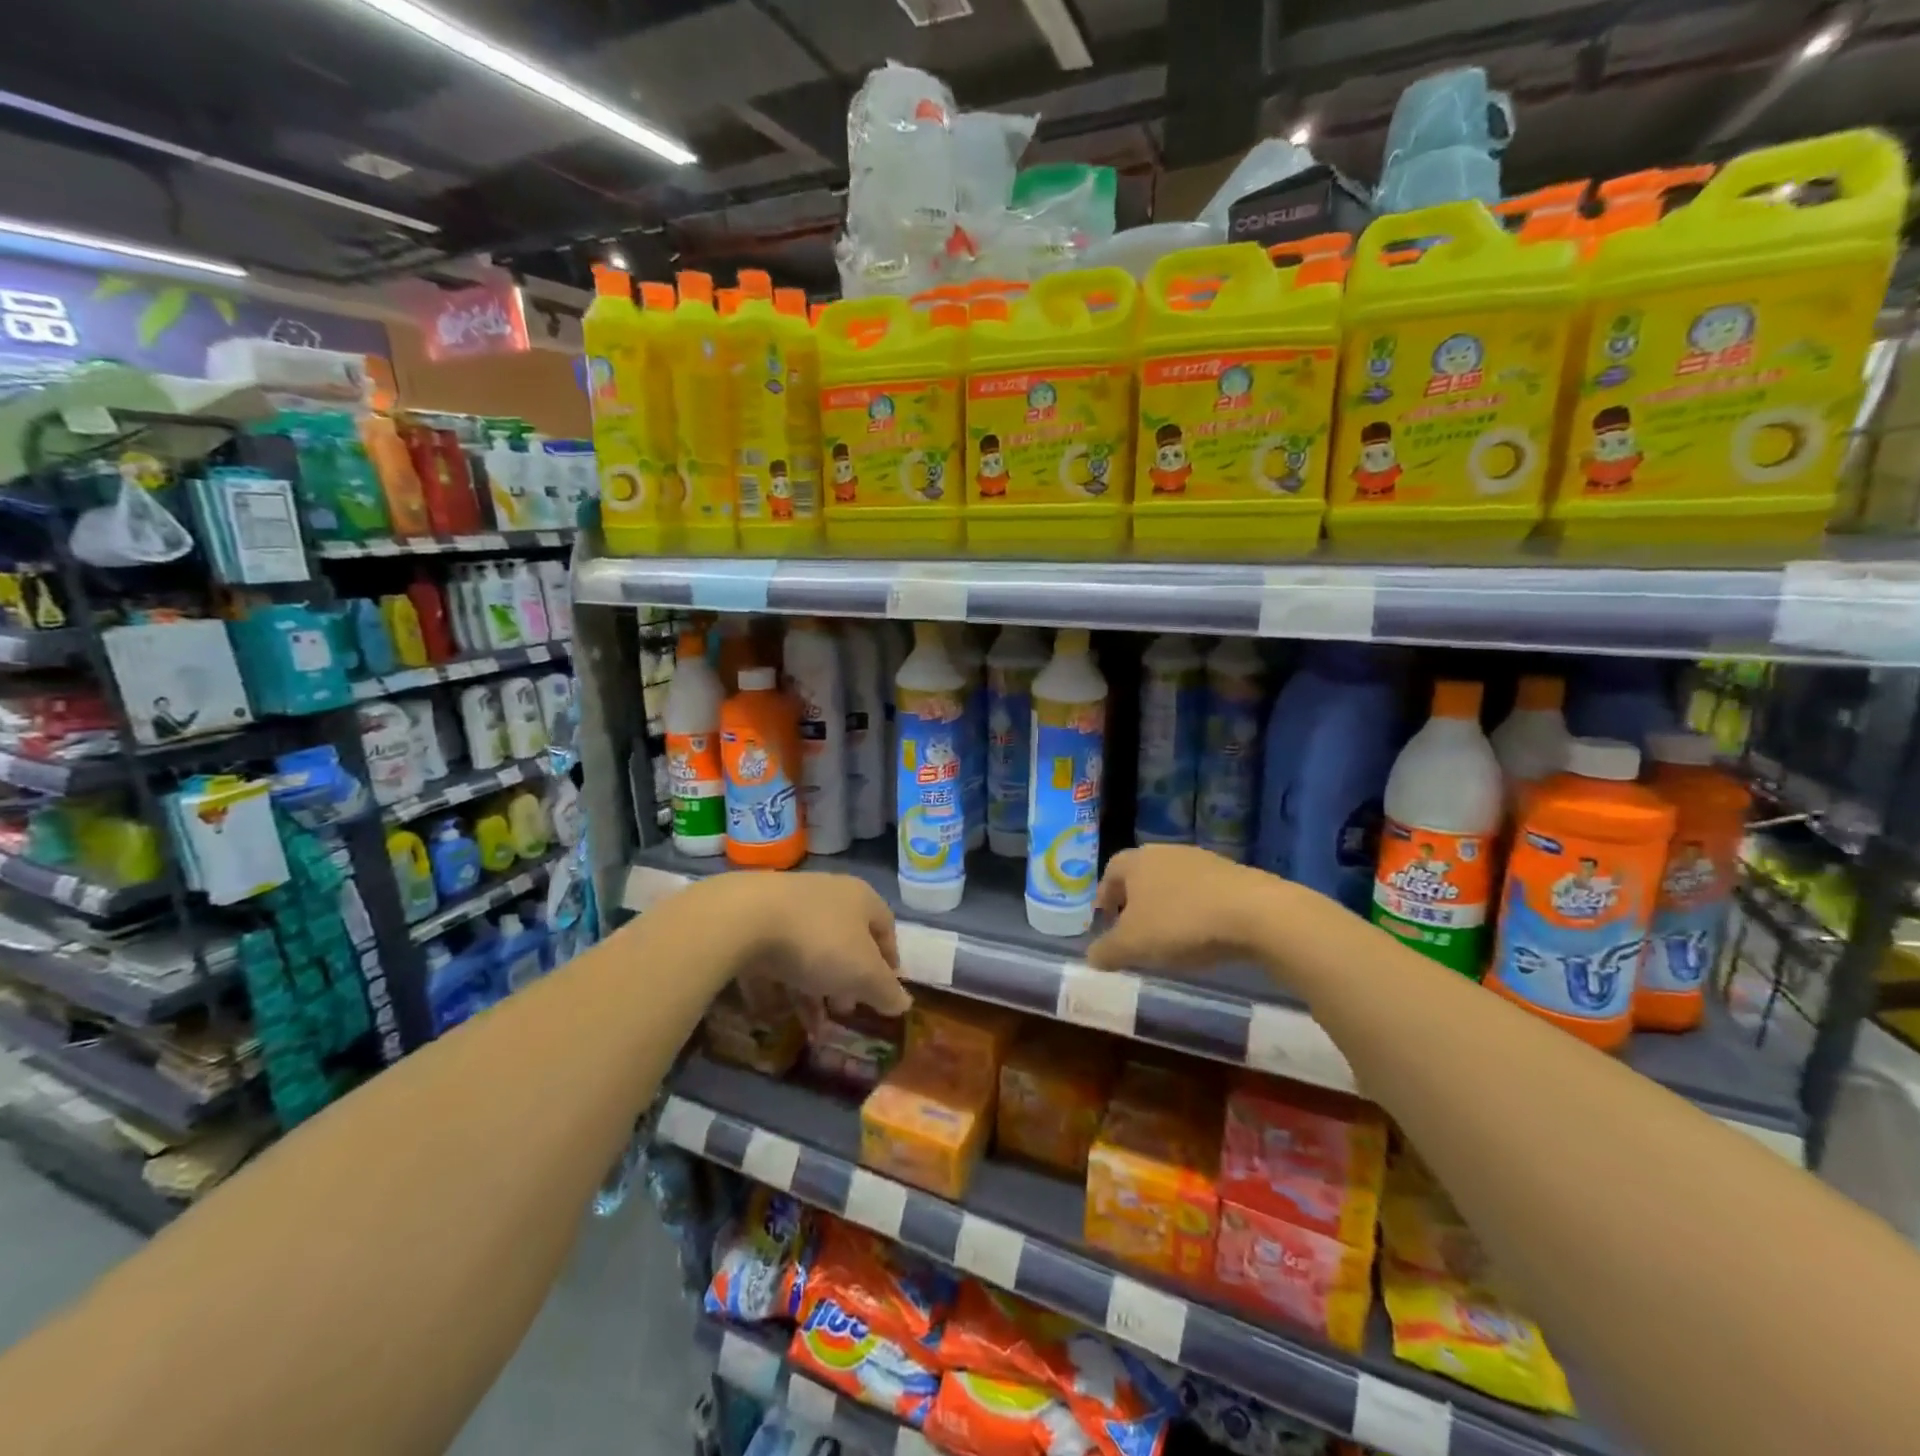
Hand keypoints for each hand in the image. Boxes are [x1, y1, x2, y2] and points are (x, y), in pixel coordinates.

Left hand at [681, 872, 910, 1017]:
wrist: (742, 919)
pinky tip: (771, 1015)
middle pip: (844, 943)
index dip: (889, 961)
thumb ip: (885, 990)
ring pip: (806, 955)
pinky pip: (769, 960)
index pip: (885, 927)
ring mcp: (785, 908)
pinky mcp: (751, 923)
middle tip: (843, 1012)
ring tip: (810, 1030)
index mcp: (860, 899)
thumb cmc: (818, 942)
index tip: (885, 992)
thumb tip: (903, 1003)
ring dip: (810, 994)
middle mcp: (826, 897)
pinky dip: (774, 987)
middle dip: (846, 983)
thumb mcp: (862, 973)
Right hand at [1087, 845, 1274, 975]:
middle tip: (1135, 930)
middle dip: (1136, 901)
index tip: (1106, 921)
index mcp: (1136, 861)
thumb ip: (1107, 951)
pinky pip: (1204, 892)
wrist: (1255, 913)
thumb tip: (1091, 957)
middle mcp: (1166, 852)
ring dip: (1168, 905)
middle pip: (1143, 874)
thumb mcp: (1134, 945)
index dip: (1104, 896)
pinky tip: (1204, 935)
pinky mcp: (1234, 874)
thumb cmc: (1181, 923)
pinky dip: (1197, 910)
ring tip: (1170, 937)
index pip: (1110, 871)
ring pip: (1174, 882)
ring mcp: (1202, 860)